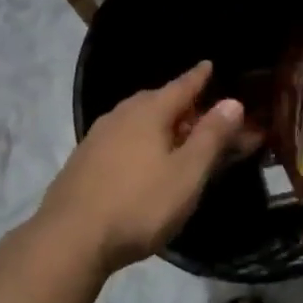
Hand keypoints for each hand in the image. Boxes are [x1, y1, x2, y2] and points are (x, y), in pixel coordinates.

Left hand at [38, 61, 244, 275]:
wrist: (70, 237)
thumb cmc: (139, 204)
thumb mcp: (187, 174)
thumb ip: (211, 137)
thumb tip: (232, 101)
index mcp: (149, 111)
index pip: (181, 85)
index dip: (199, 77)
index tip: (209, 65)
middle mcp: (121, 114)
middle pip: (157, 100)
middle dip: (180, 103)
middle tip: (200, 110)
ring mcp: (98, 135)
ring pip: (137, 119)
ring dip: (159, 123)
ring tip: (174, 135)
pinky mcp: (84, 159)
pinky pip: (122, 137)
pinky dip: (140, 140)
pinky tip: (141, 158)